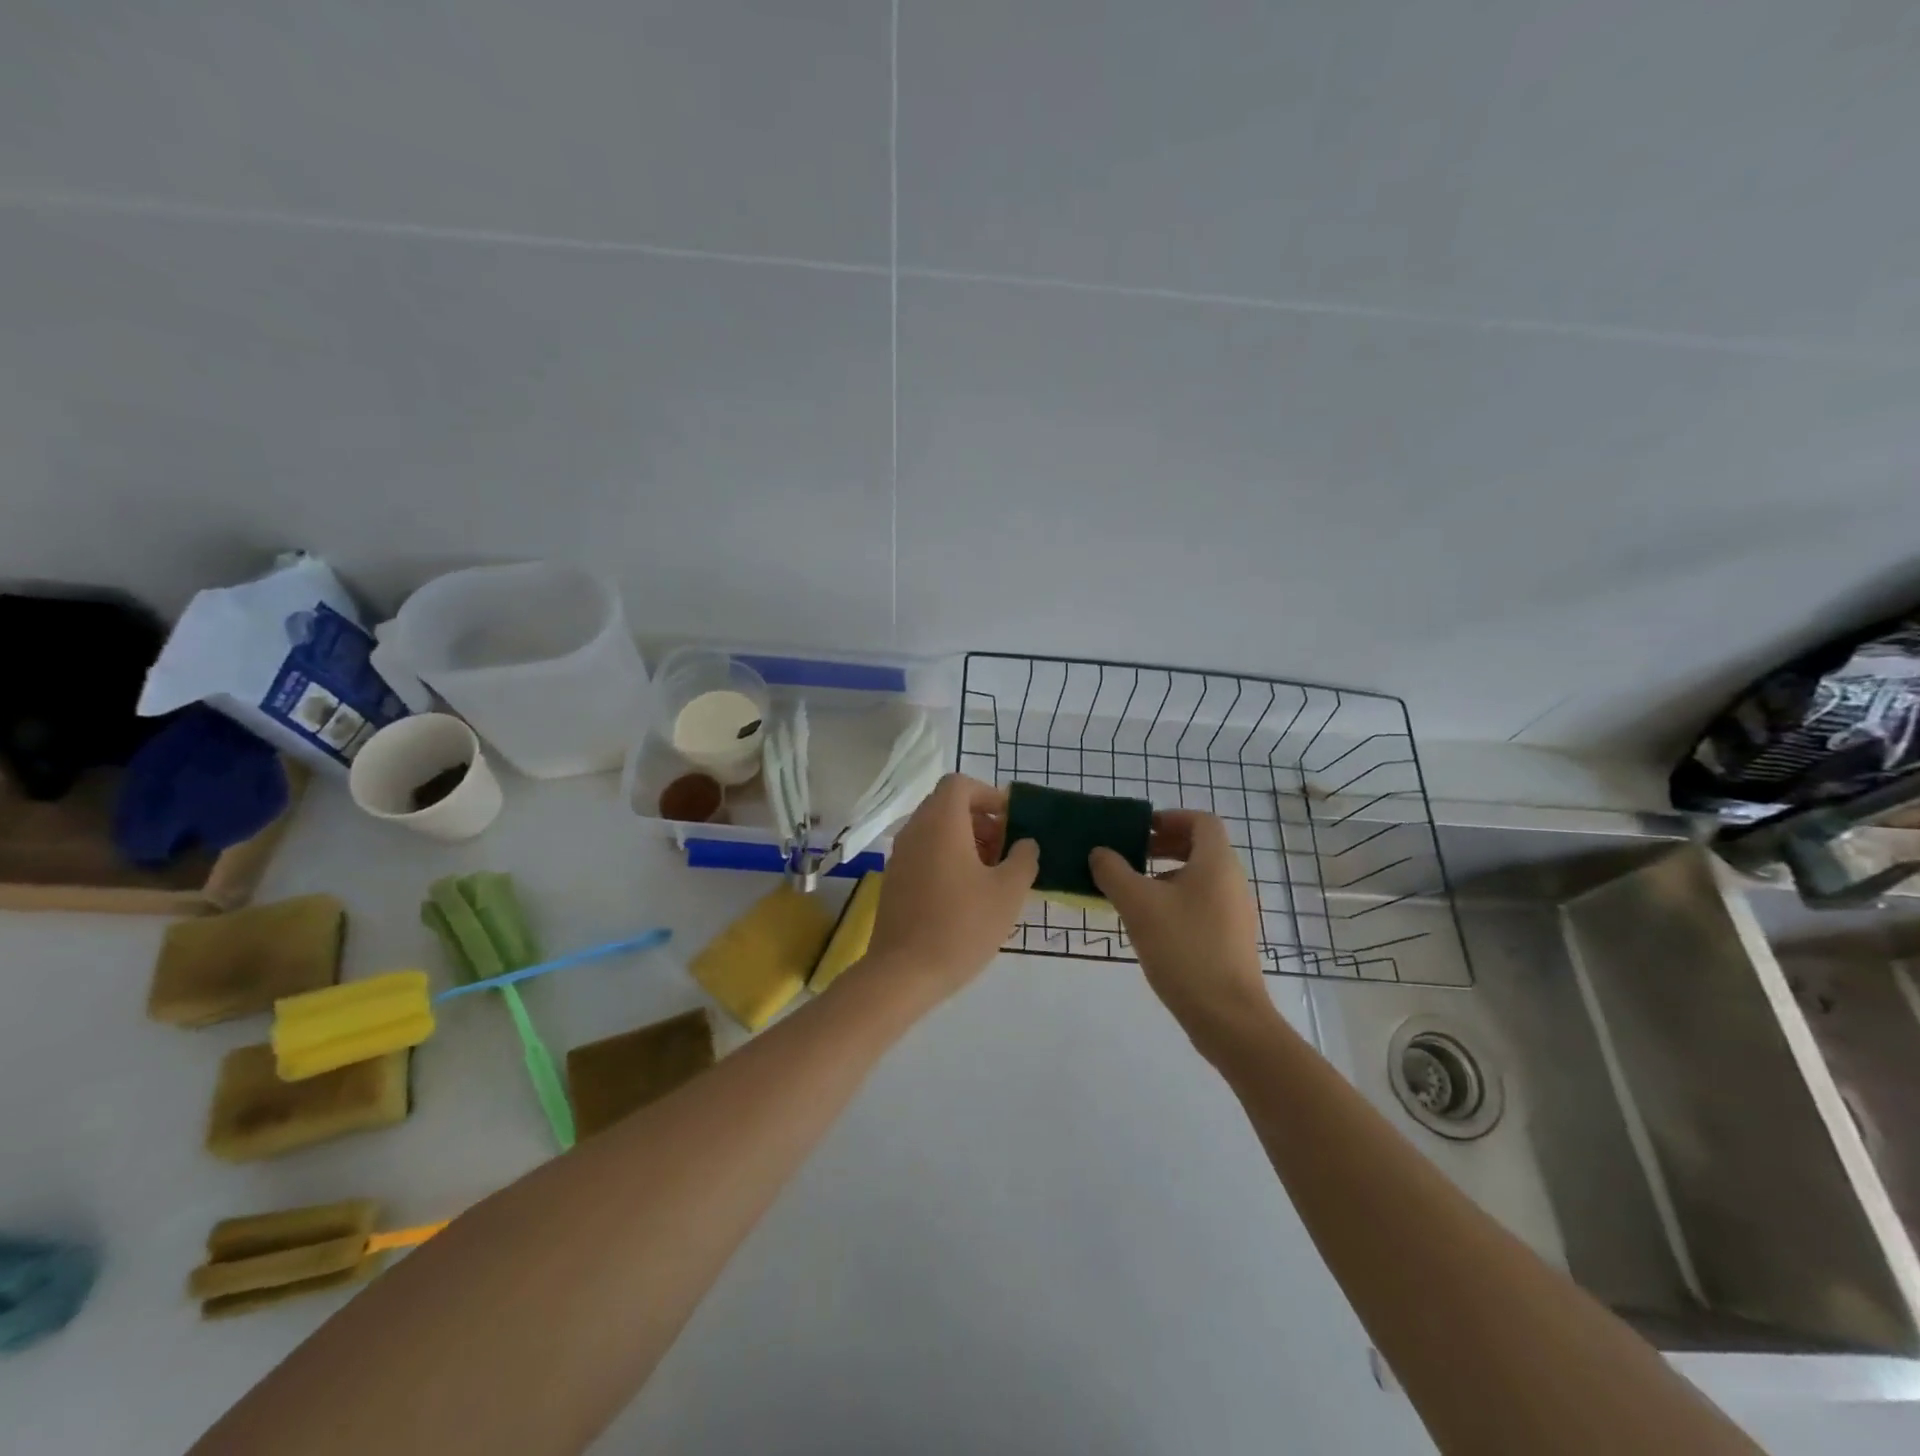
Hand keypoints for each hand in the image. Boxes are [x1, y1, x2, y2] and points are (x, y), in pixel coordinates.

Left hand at [866, 774, 1038, 999]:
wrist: (904, 972)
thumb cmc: (962, 925)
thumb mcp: (1008, 892)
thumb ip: (1023, 859)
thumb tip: (1025, 843)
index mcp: (941, 822)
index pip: (959, 784)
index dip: (988, 795)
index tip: (1011, 822)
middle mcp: (915, 830)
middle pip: (947, 805)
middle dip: (980, 820)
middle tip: (1005, 850)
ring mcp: (900, 855)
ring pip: (935, 830)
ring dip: (965, 840)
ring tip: (991, 874)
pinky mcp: (894, 880)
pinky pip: (923, 852)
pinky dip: (946, 858)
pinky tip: (966, 893)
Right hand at [1089, 811, 1276, 1057]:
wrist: (1227, 1016)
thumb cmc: (1184, 948)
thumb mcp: (1138, 905)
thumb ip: (1114, 872)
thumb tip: (1100, 853)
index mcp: (1216, 863)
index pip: (1201, 821)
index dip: (1170, 818)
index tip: (1140, 830)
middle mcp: (1231, 881)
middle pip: (1201, 847)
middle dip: (1164, 845)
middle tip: (1130, 855)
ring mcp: (1234, 912)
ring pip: (1200, 877)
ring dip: (1166, 874)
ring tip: (1132, 891)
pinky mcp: (1230, 938)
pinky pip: (1202, 903)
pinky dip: (1176, 899)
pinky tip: (1150, 923)